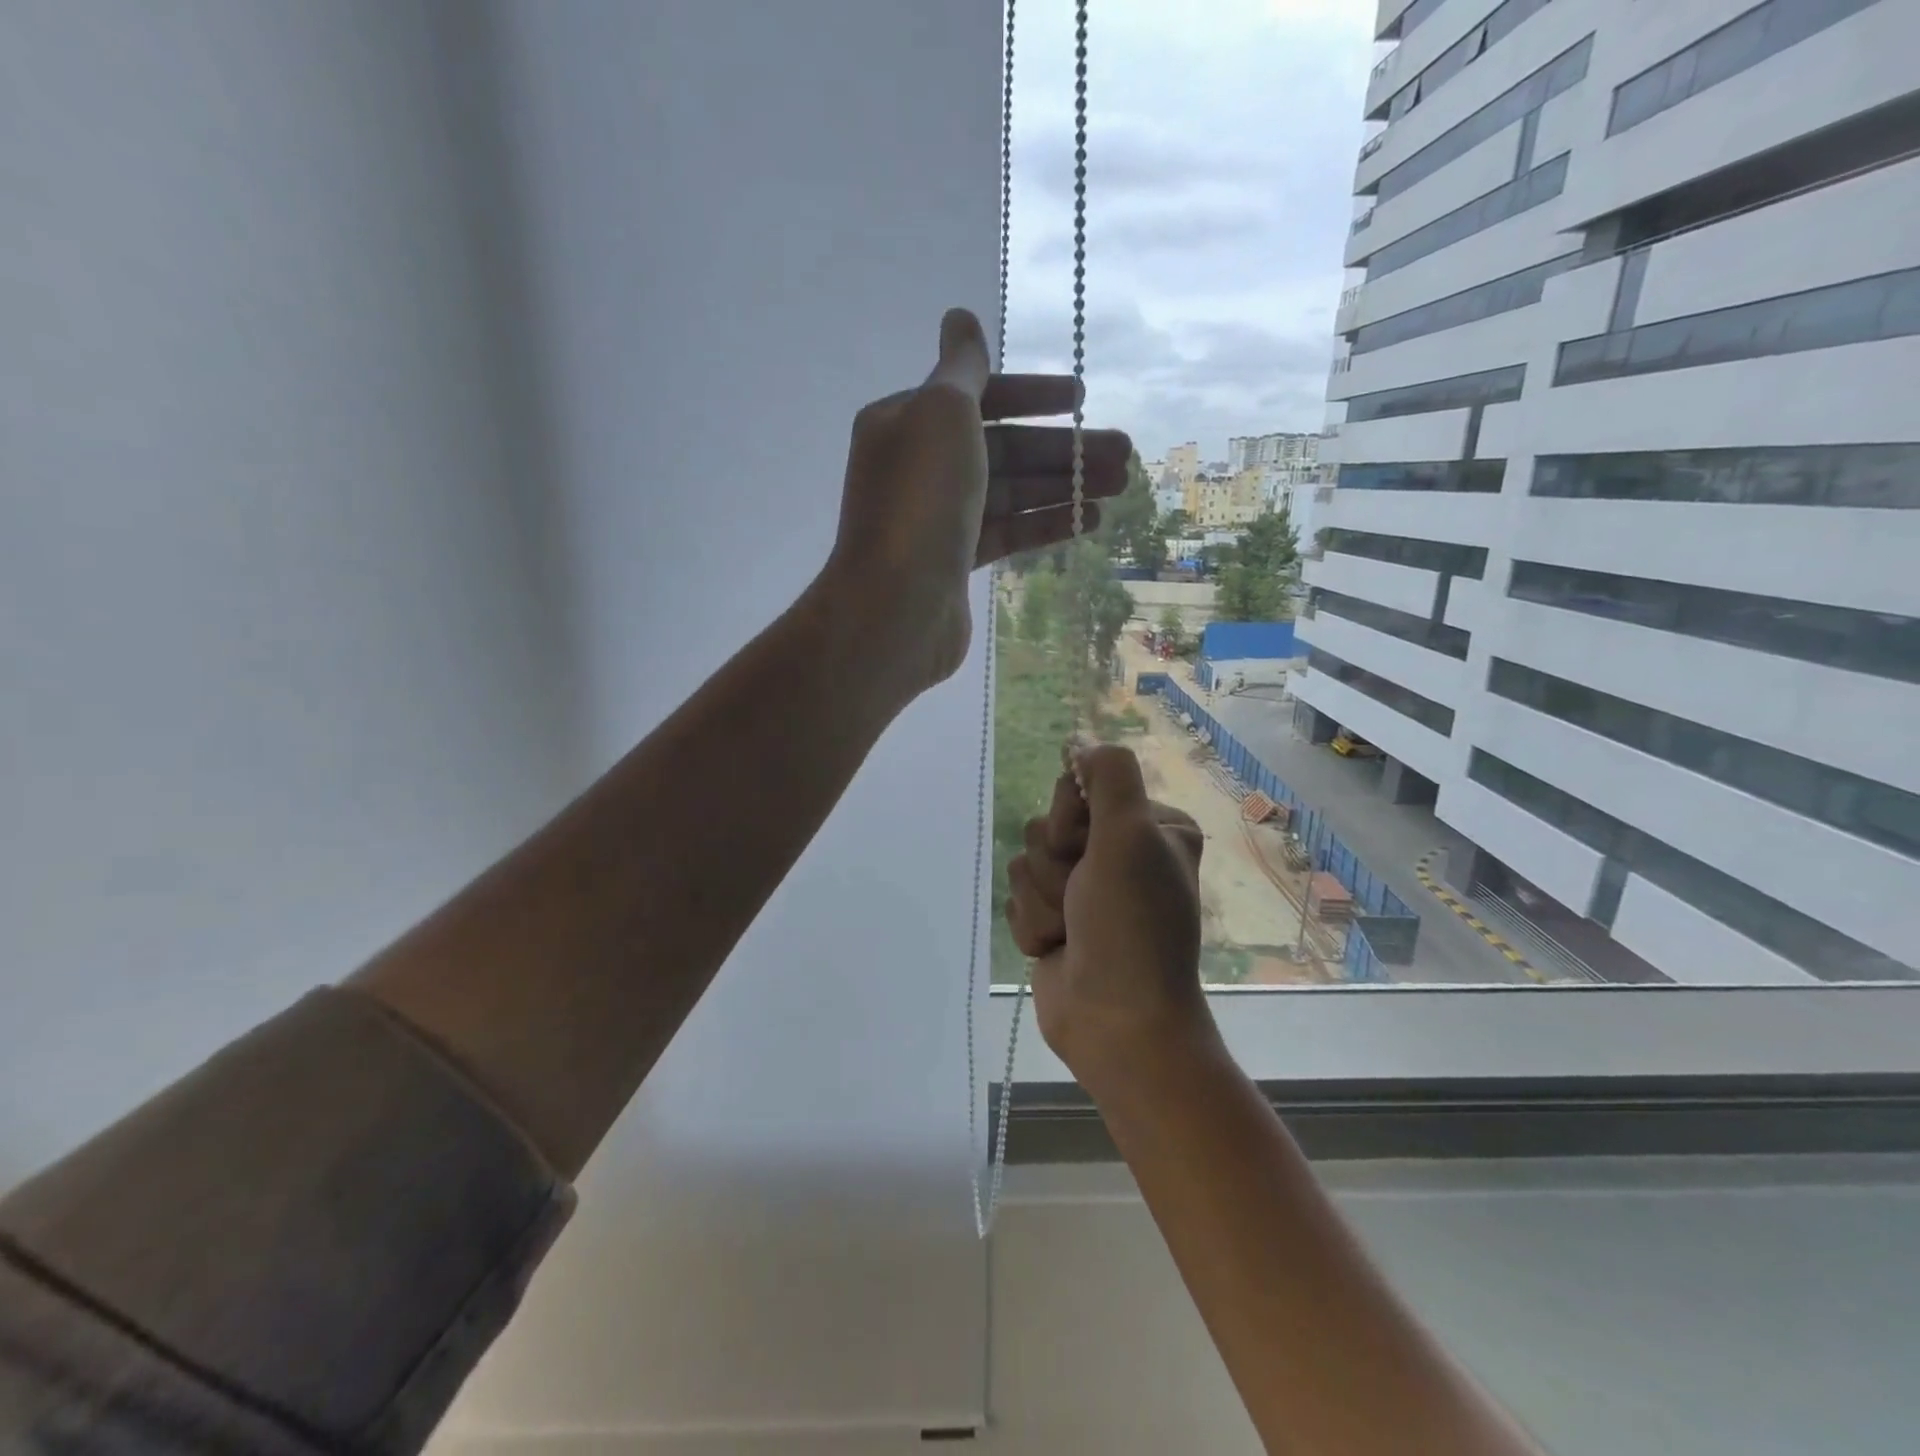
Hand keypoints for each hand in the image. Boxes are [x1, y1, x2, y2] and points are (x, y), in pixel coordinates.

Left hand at [820, 308, 1130, 694]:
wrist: (896, 606)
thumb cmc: (921, 500)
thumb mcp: (942, 413)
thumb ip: (963, 366)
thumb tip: (960, 317)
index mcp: (906, 422)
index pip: (978, 396)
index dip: (1032, 393)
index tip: (1081, 397)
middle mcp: (919, 466)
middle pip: (1002, 448)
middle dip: (1061, 448)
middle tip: (1123, 452)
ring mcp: (937, 518)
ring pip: (1010, 491)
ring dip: (1063, 485)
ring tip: (1121, 485)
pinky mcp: (955, 561)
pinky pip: (1006, 531)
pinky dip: (1045, 523)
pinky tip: (1090, 520)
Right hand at [1005, 745, 1214, 1095]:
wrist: (1115, 1021)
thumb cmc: (1130, 925)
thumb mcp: (1130, 834)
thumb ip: (1108, 774)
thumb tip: (1080, 743)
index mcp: (1148, 826)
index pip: (1078, 788)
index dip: (1072, 820)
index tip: (1090, 851)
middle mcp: (1118, 852)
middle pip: (1046, 827)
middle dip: (1056, 867)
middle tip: (1085, 898)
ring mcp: (1084, 889)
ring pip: (1026, 864)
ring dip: (1044, 901)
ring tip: (1073, 932)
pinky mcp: (1056, 920)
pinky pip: (1017, 900)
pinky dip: (1033, 926)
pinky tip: (1057, 950)